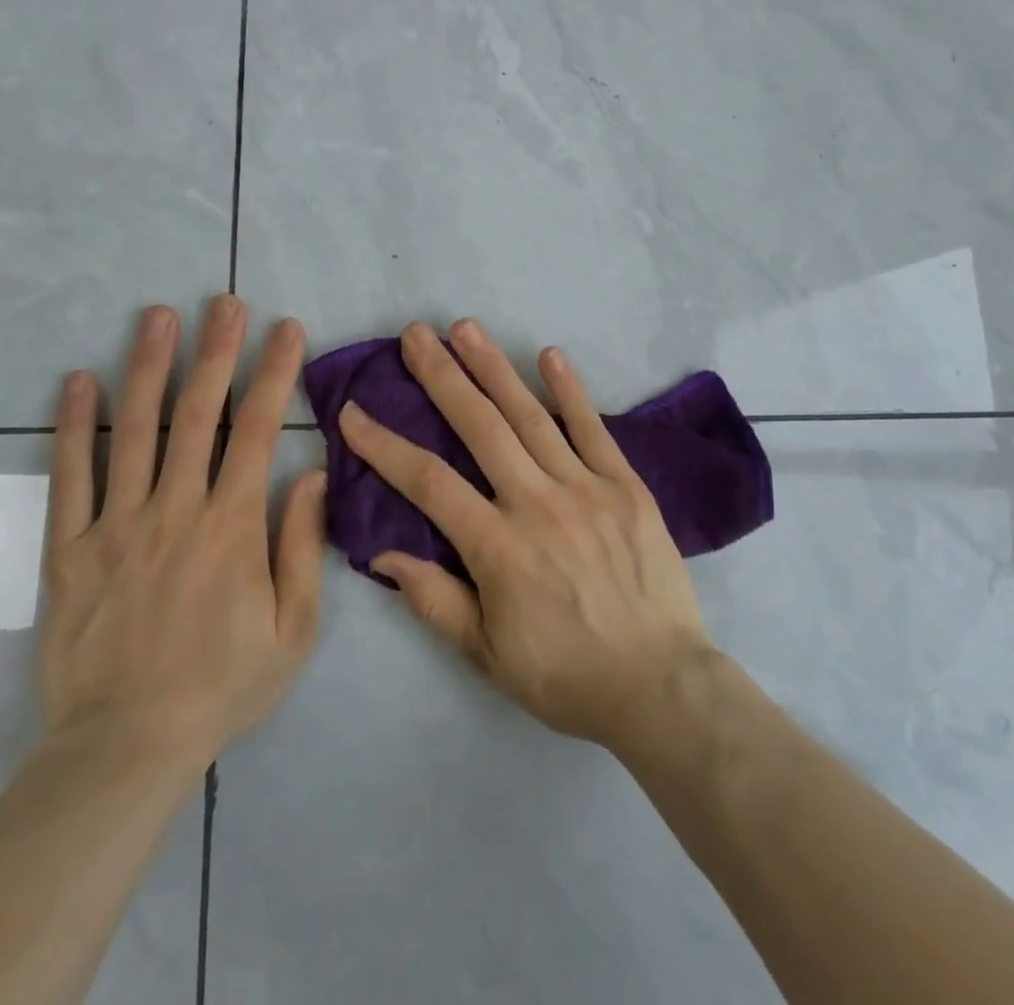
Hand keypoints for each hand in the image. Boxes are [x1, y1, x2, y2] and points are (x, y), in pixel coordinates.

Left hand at [39, 297, 326, 766]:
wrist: (125, 747)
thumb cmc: (222, 685)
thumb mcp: (294, 629)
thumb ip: (303, 546)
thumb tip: (310, 475)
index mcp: (232, 526)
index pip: (258, 430)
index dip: (275, 373)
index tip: (286, 329)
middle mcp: (175, 509)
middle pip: (197, 414)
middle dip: (216, 351)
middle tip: (224, 302)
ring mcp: (116, 525)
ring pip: (134, 431)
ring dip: (148, 367)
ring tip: (157, 317)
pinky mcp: (70, 549)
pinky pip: (70, 478)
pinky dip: (73, 427)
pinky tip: (77, 381)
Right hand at [337, 319, 714, 751]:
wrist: (660, 686)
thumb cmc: (566, 675)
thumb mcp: (487, 654)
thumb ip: (434, 599)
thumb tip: (382, 552)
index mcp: (497, 546)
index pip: (427, 482)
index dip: (384, 445)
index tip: (353, 412)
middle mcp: (537, 502)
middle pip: (479, 427)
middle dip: (441, 376)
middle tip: (415, 335)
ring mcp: (585, 487)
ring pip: (530, 416)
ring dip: (494, 368)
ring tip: (465, 328)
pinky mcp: (626, 485)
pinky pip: (593, 429)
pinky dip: (569, 390)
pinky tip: (549, 355)